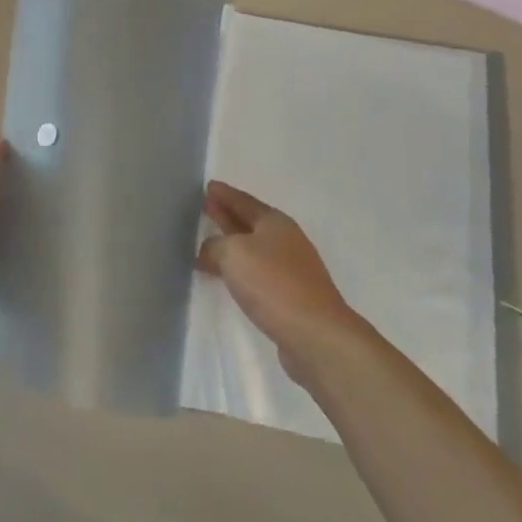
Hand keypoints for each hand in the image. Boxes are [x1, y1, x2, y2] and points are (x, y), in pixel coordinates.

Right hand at [199, 181, 361, 382]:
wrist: (316, 334)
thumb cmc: (273, 284)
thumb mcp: (233, 253)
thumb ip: (214, 246)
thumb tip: (209, 252)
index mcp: (275, 222)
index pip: (243, 201)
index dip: (225, 194)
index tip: (208, 186)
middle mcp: (285, 241)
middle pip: (250, 222)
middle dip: (227, 215)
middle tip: (205, 207)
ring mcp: (291, 270)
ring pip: (253, 249)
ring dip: (231, 244)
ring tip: (209, 243)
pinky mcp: (290, 297)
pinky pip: (257, 273)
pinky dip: (239, 270)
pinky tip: (228, 277)